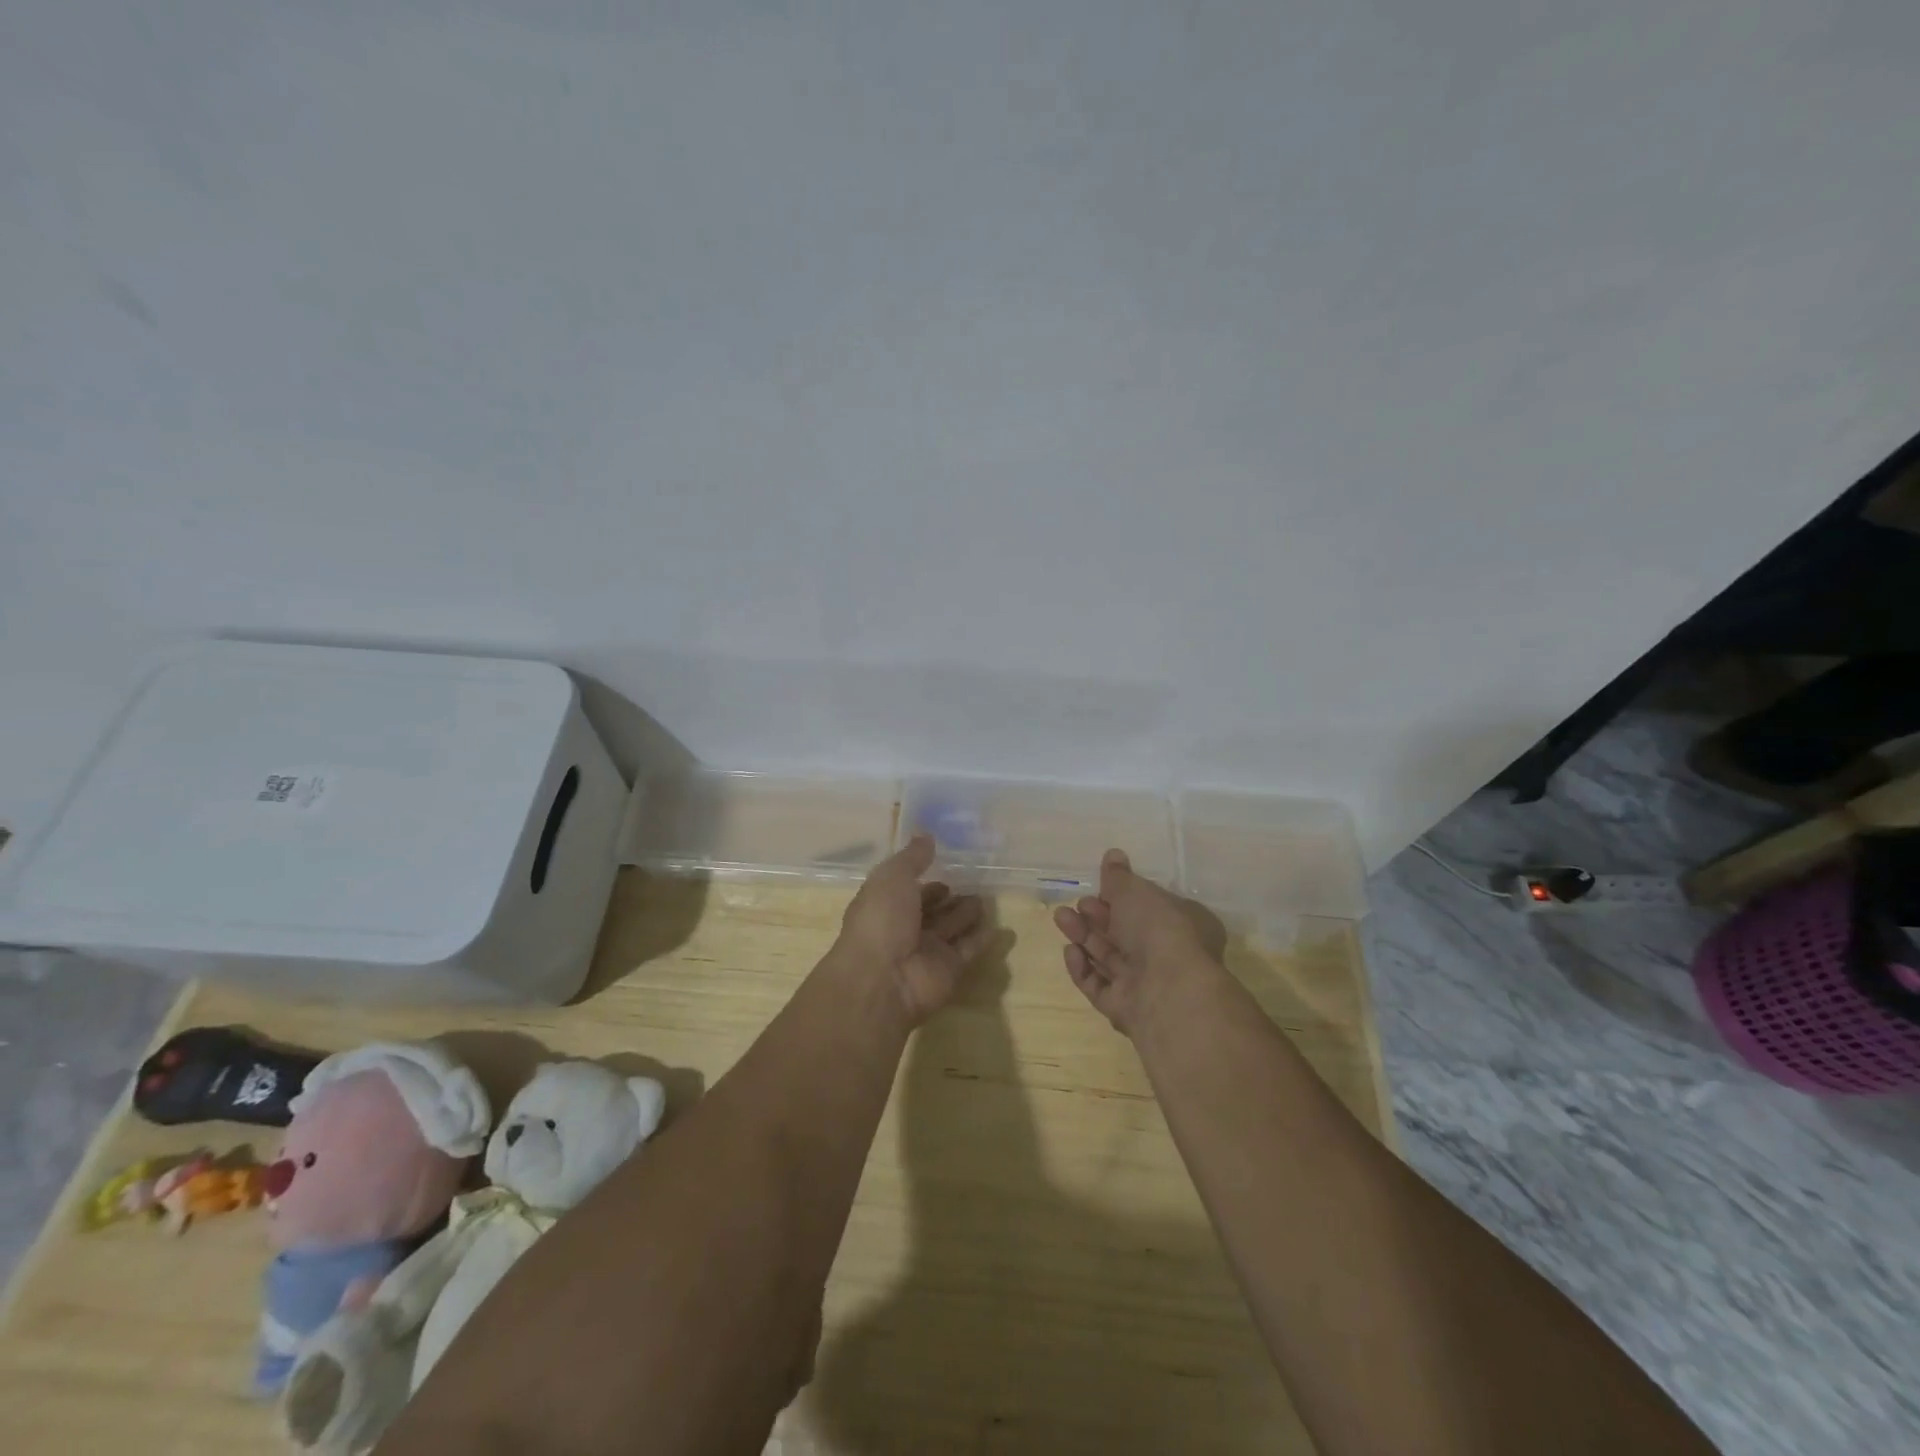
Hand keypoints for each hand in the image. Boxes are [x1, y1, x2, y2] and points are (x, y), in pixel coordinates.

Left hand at [835, 834, 990, 1025]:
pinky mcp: (949, 969)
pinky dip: (982, 939)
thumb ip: (912, 857)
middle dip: (948, 896)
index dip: (925, 877)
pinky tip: (999, 925)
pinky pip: (968, 949)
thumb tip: (926, 835)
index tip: (945, 862)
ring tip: (986, 897)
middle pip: (931, 909)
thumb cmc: (881, 921)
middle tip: (972, 880)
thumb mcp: (892, 877)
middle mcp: (905, 928)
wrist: (883, 980)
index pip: (908, 888)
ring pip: (951, 928)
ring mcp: (927, 951)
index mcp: (885, 905)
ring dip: (966, 914)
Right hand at [1052, 849, 1219, 1035]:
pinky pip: (1100, 986)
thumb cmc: (1160, 929)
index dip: (1124, 897)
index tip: (1100, 886)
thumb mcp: (1136, 891)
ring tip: (1061, 917)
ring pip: (1110, 958)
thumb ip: (1119, 876)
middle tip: (1078, 903)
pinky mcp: (1126, 1009)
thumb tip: (1113, 855)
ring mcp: (1146, 985)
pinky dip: (1084, 968)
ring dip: (1084, 936)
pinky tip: (1070, 951)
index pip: (1151, 908)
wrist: (1168, 991)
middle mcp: (1168, 956)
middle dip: (1098, 916)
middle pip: (1126, 934)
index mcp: (1184, 925)